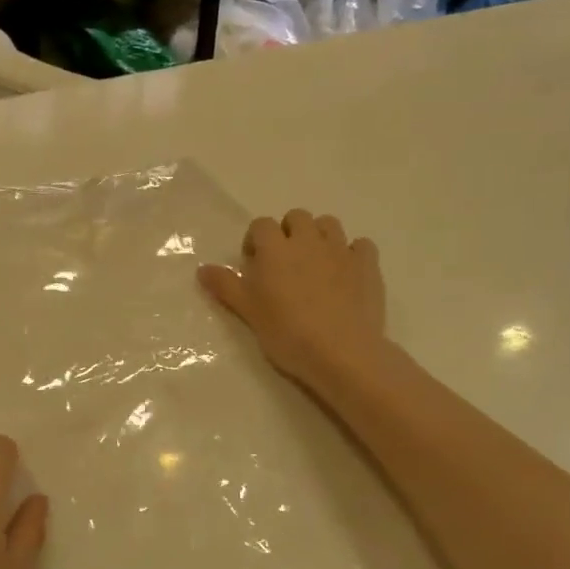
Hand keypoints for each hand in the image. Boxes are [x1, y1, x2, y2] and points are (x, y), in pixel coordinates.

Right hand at [198, 210, 388, 399]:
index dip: (255, 240)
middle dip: (289, 232)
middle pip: (297, 217)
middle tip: (284, 262)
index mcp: (275, 248)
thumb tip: (202, 269)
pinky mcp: (367, 265)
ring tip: (315, 263)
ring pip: (329, 224)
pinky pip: (361, 245)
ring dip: (320, 236)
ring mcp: (341, 250)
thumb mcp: (248, 311)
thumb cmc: (286, 332)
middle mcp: (308, 240)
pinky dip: (352, 253)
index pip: (261, 224)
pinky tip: (347, 273)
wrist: (340, 352)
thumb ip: (225, 286)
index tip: (255, 264)